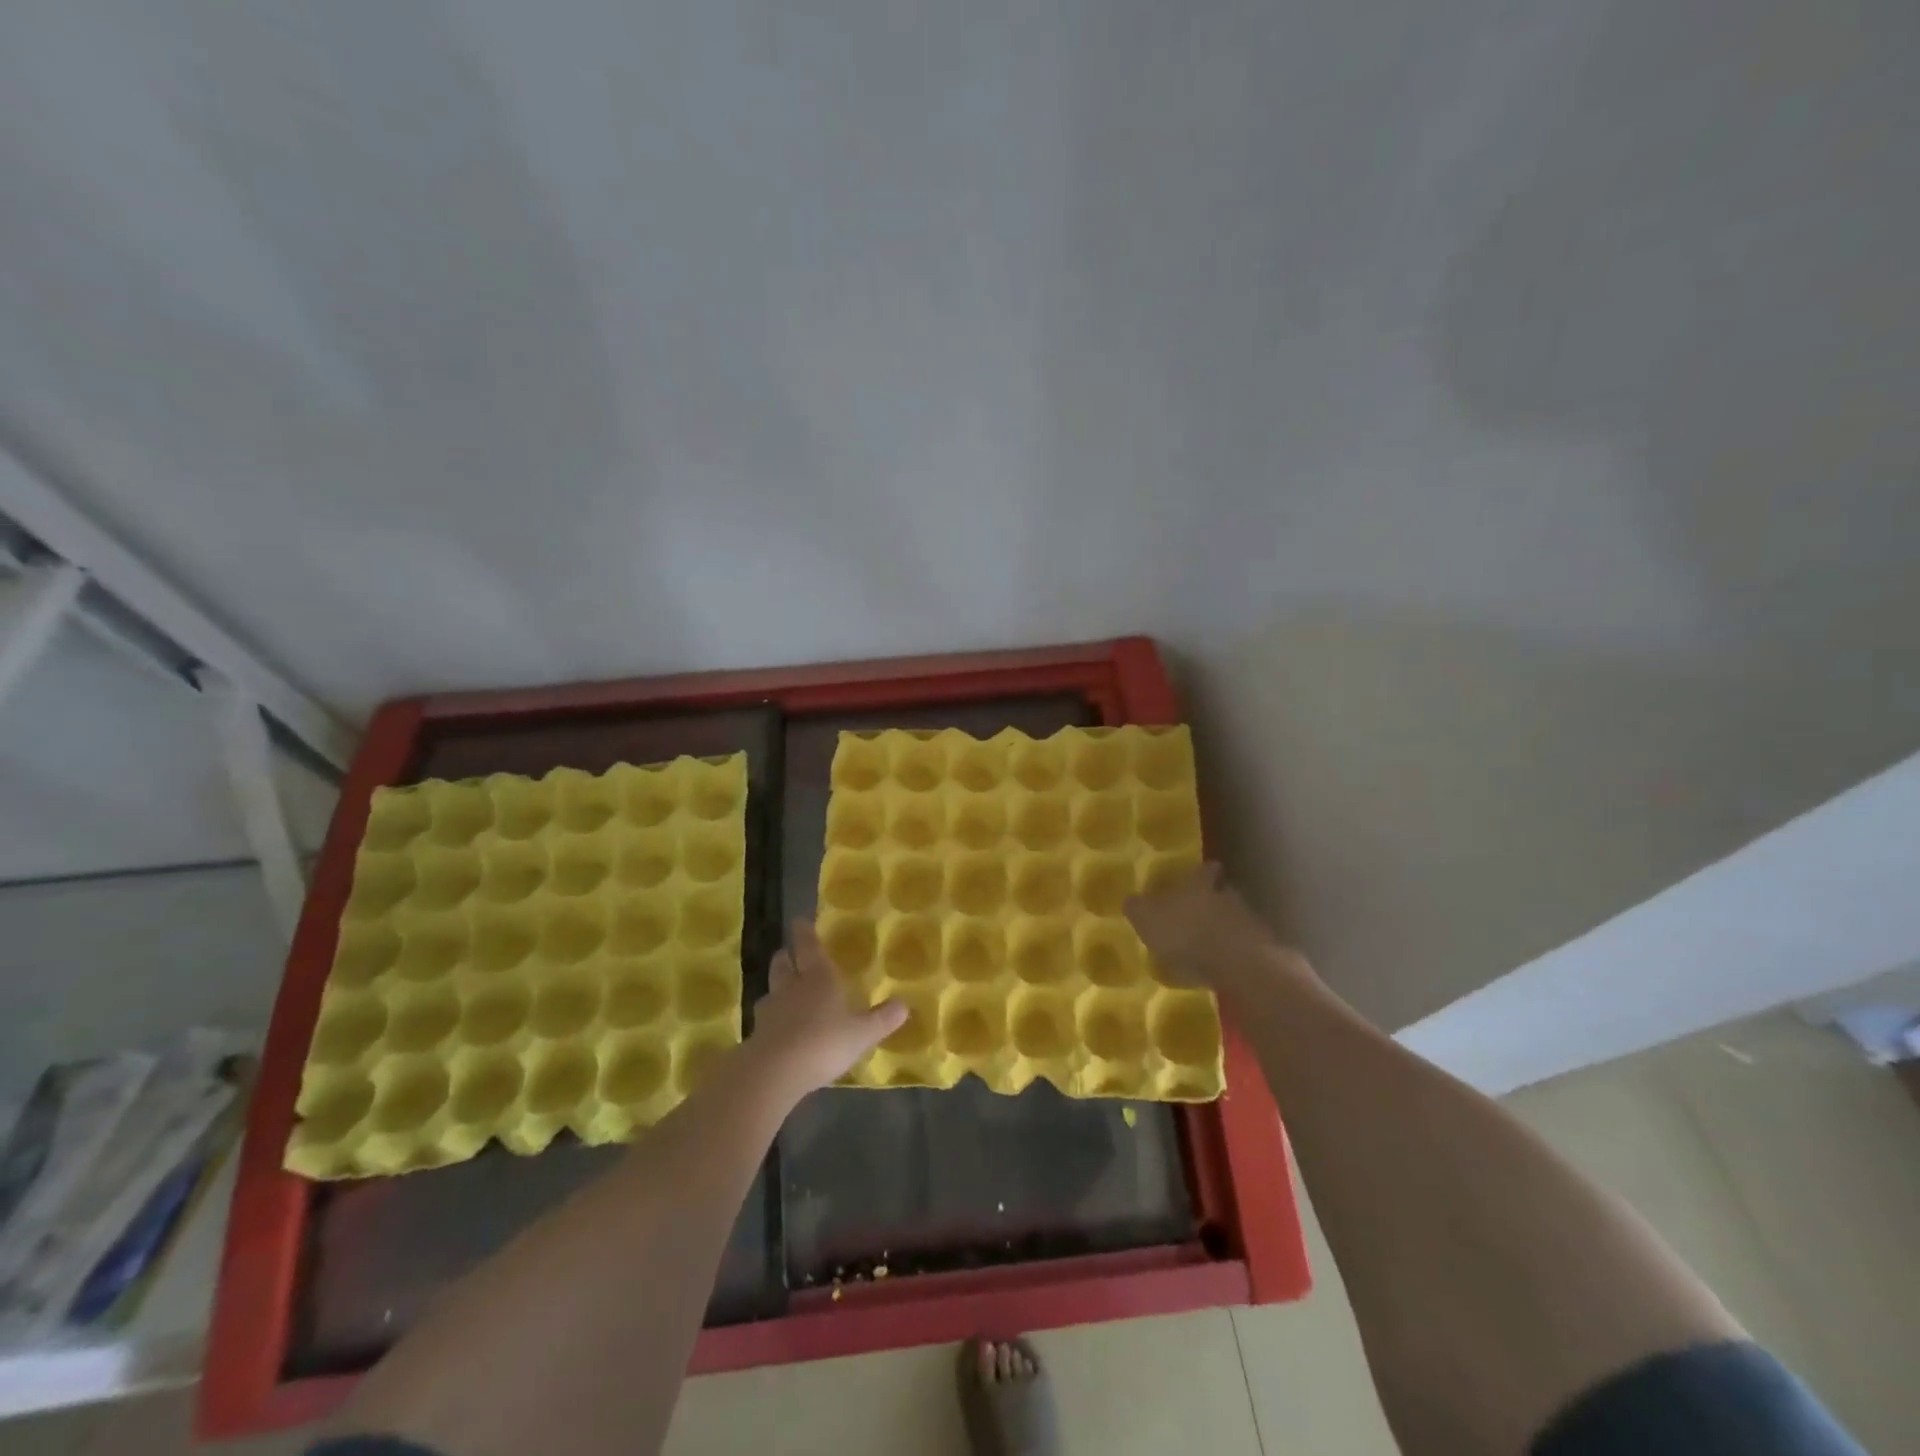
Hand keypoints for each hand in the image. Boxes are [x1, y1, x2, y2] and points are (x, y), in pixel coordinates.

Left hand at [746, 920, 906, 1098]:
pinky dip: (771, 1018)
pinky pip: (764, 1018)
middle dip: (786, 956)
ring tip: (784, 992)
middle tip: (790, 954)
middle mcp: (792, 987)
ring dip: (777, 987)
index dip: (804, 932)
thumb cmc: (823, 1043)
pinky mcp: (756, 1034)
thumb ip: (882, 1019)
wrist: (774, 1072)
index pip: (809, 946)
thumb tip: (904, 1004)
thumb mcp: (862, 1034)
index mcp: (818, 978)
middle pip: (783, 963)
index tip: (800, 921)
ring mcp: (771, 1010)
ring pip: (771, 989)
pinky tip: (778, 1029)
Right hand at [1124, 862, 1289, 992]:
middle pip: (1222, 892)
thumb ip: (1137, 908)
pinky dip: (1233, 953)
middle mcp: (1226, 896)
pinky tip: (1221, 967)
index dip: (1202, 872)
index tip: (1204, 872)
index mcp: (1198, 884)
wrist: (1238, 964)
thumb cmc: (1185, 932)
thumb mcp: (1147, 918)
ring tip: (1208, 946)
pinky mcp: (1262, 950)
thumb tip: (1130, 900)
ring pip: (1234, 919)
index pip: (1203, 870)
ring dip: (1223, 929)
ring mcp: (1248, 922)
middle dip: (1212, 902)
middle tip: (1198, 914)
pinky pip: (1243, 946)